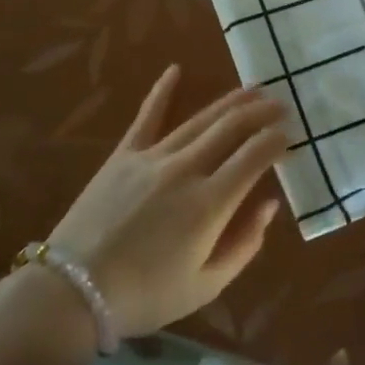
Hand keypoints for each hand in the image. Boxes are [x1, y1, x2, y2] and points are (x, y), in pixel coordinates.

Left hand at [49, 65, 286, 337]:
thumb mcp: (206, 285)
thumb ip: (244, 244)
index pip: (254, 157)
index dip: (276, 142)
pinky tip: (175, 69)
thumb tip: (270, 204)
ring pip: (199, 119)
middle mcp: (186, 170)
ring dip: (229, 102)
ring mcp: (152, 157)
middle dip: (260, 113)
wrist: (74, 290)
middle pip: (231, 129)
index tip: (290, 136)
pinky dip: (162, 91)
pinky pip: (147, 116)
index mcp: (210, 204)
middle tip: (281, 103)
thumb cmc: (146, 295)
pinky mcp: (124, 154)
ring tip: (252, 90)